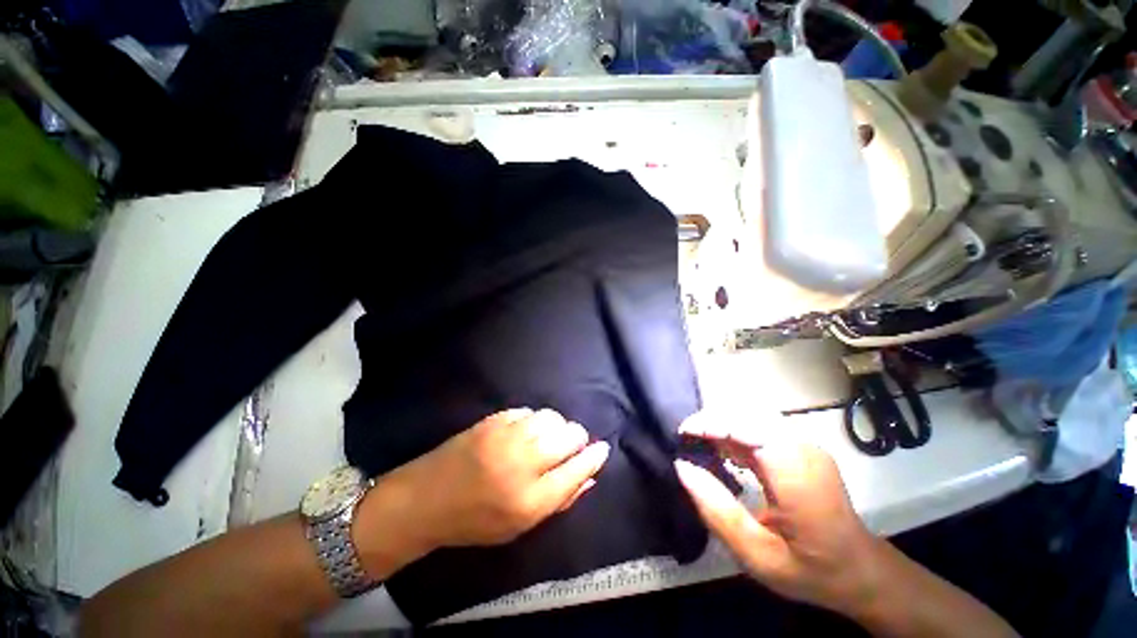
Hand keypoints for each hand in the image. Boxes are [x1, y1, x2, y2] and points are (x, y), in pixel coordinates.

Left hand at [381, 408, 609, 549]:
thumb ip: (559, 501)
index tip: (602, 449)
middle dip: (578, 438)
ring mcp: (506, 437)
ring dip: (557, 426)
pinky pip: (528, 412)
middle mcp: (523, 464)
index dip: (594, 457)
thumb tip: (589, 478)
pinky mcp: (493, 420)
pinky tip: (525, 431)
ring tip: (548, 437)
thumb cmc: (474, 521)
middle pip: (569, 437)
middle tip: (572, 444)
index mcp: (530, 500)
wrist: (425, 499)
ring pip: (551, 418)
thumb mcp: (519, 526)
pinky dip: (534, 421)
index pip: (577, 470)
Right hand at [674, 413, 883, 616]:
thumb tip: (682, 467)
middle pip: (746, 415)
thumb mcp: (757, 555)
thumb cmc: (810, 569)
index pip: (746, 428)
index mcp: (796, 474)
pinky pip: (761, 426)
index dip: (710, 424)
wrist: (860, 571)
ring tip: (699, 444)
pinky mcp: (802, 446)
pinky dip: (736, 432)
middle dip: (711, 422)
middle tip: (687, 441)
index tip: (682, 435)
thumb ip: (717, 510)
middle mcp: (803, 449)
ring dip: (722, 425)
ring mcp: (805, 444)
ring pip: (752, 416)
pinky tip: (723, 450)